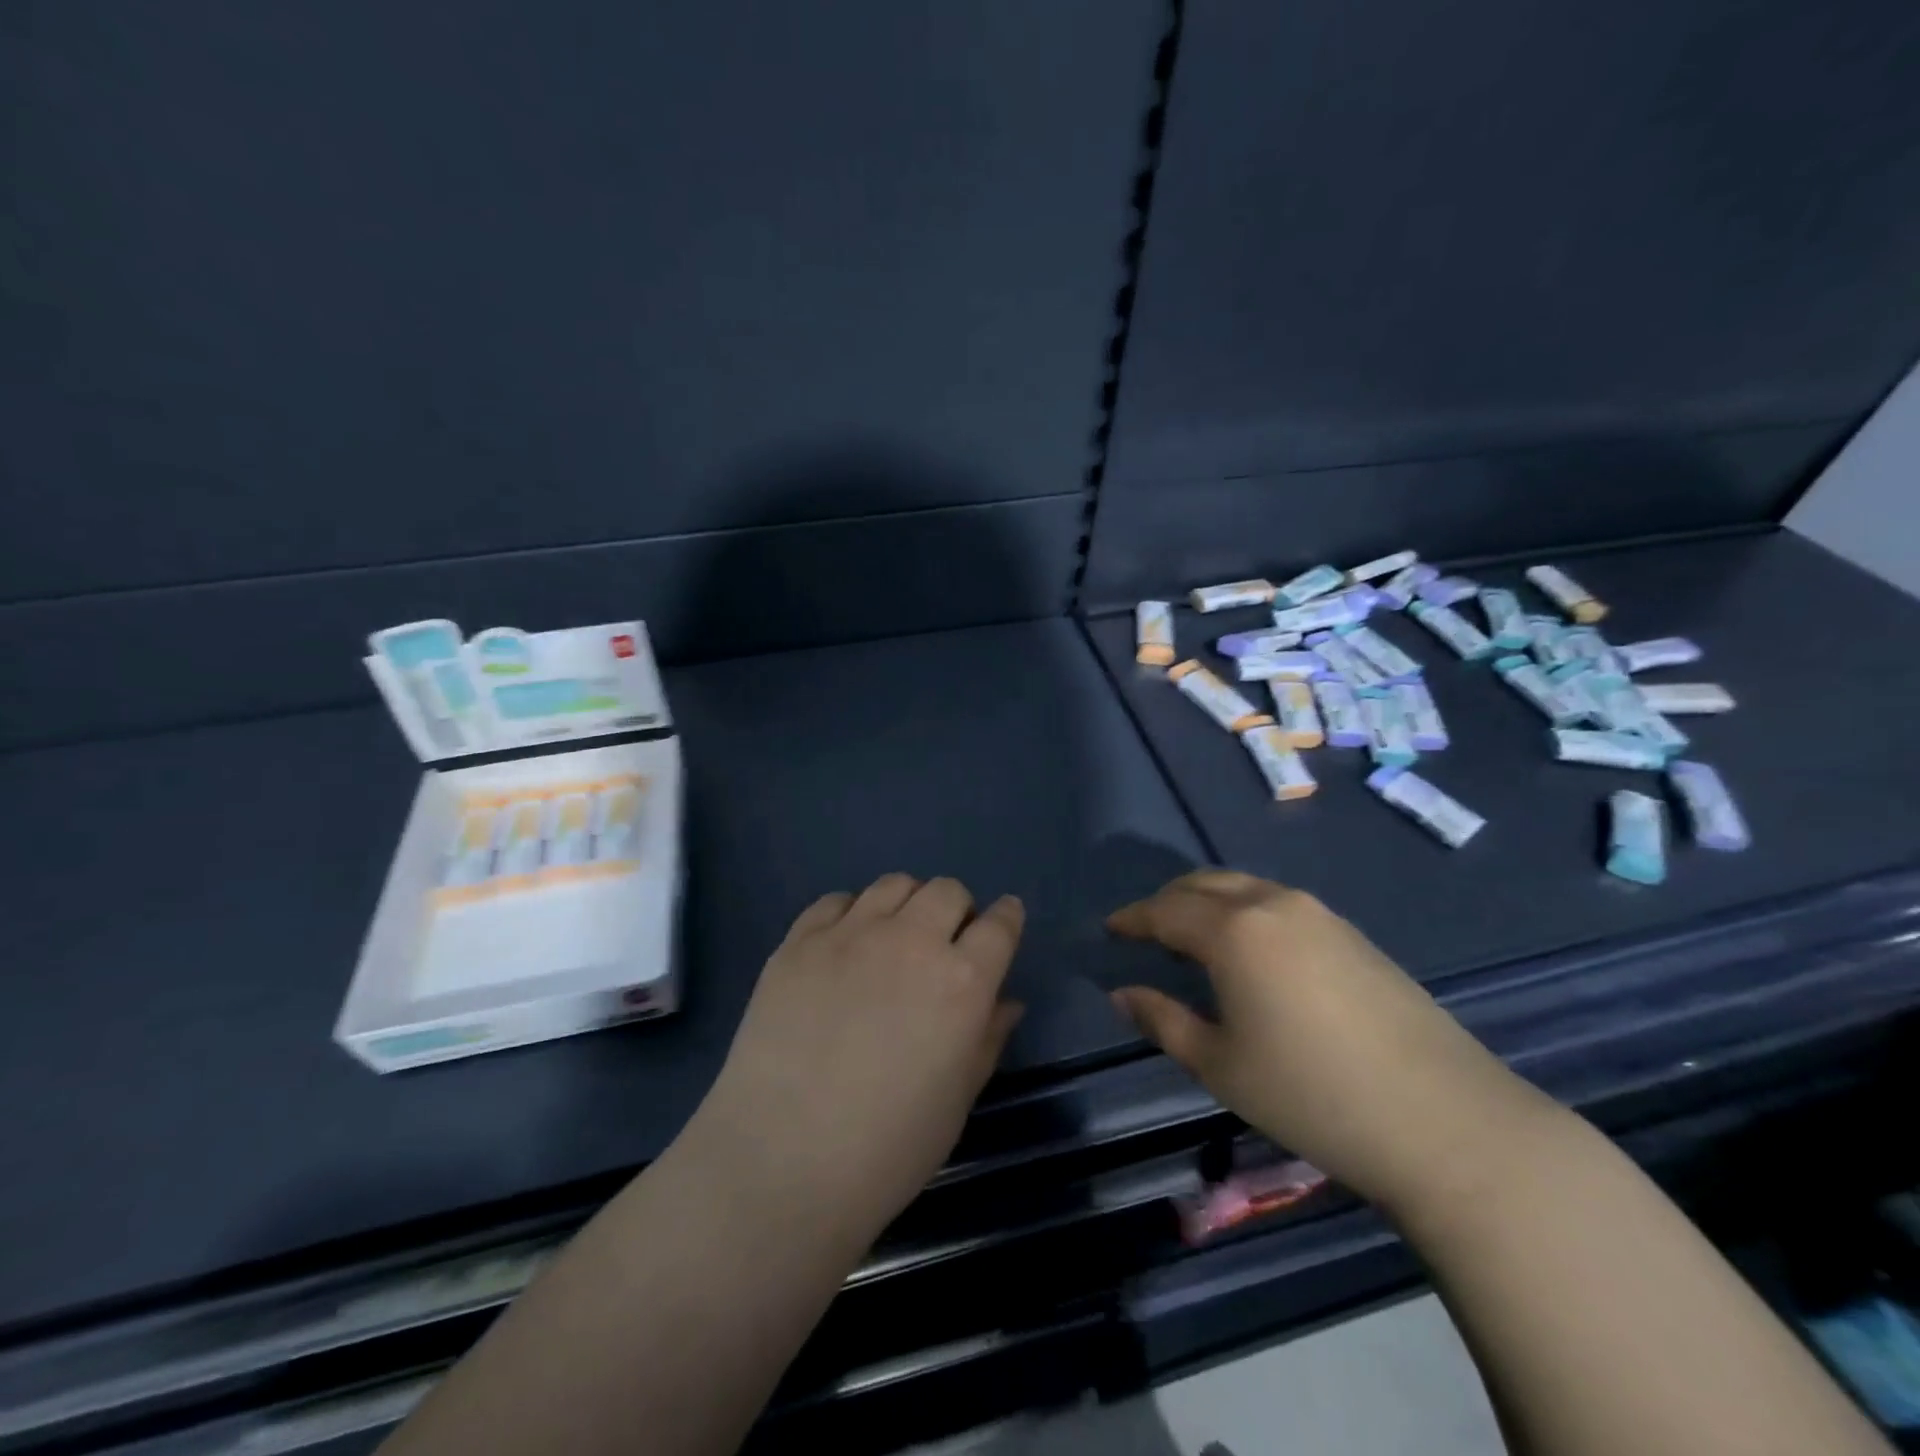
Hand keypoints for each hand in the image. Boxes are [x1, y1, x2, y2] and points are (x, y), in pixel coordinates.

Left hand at [685, 874, 1024, 1240]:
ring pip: (894, 884)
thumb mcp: (957, 1100)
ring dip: (907, 904)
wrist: (781, 1163)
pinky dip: (850, 914)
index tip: (1004, 921)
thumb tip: (1006, 1002)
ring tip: (894, 938)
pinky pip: (835, 901)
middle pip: (947, 891)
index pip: (1000, 925)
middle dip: (957, 909)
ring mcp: (850, 935)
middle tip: (944, 944)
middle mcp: (911, 941)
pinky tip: (843, 947)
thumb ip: (987, 1038)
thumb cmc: (888, 1149)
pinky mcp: (799, 941)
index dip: (1007, 918)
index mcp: (962, 981)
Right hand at [1108, 870, 1549, 1210]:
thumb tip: (1123, 994)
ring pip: (1245, 888)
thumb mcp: (1221, 1065)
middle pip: (1205, 884)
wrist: (1446, 1121)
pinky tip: (1249, 950)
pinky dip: (1246, 912)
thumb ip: (1163, 1021)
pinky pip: (1278, 903)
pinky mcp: (1352, 933)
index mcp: (1234, 930)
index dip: (1133, 917)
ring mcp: (1320, 914)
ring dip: (1209, 902)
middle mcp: (1274, 904)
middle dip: (1168, 901)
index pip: (1166, 910)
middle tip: (1146, 929)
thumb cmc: (1313, 1095)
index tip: (1111, 928)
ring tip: (1193, 937)